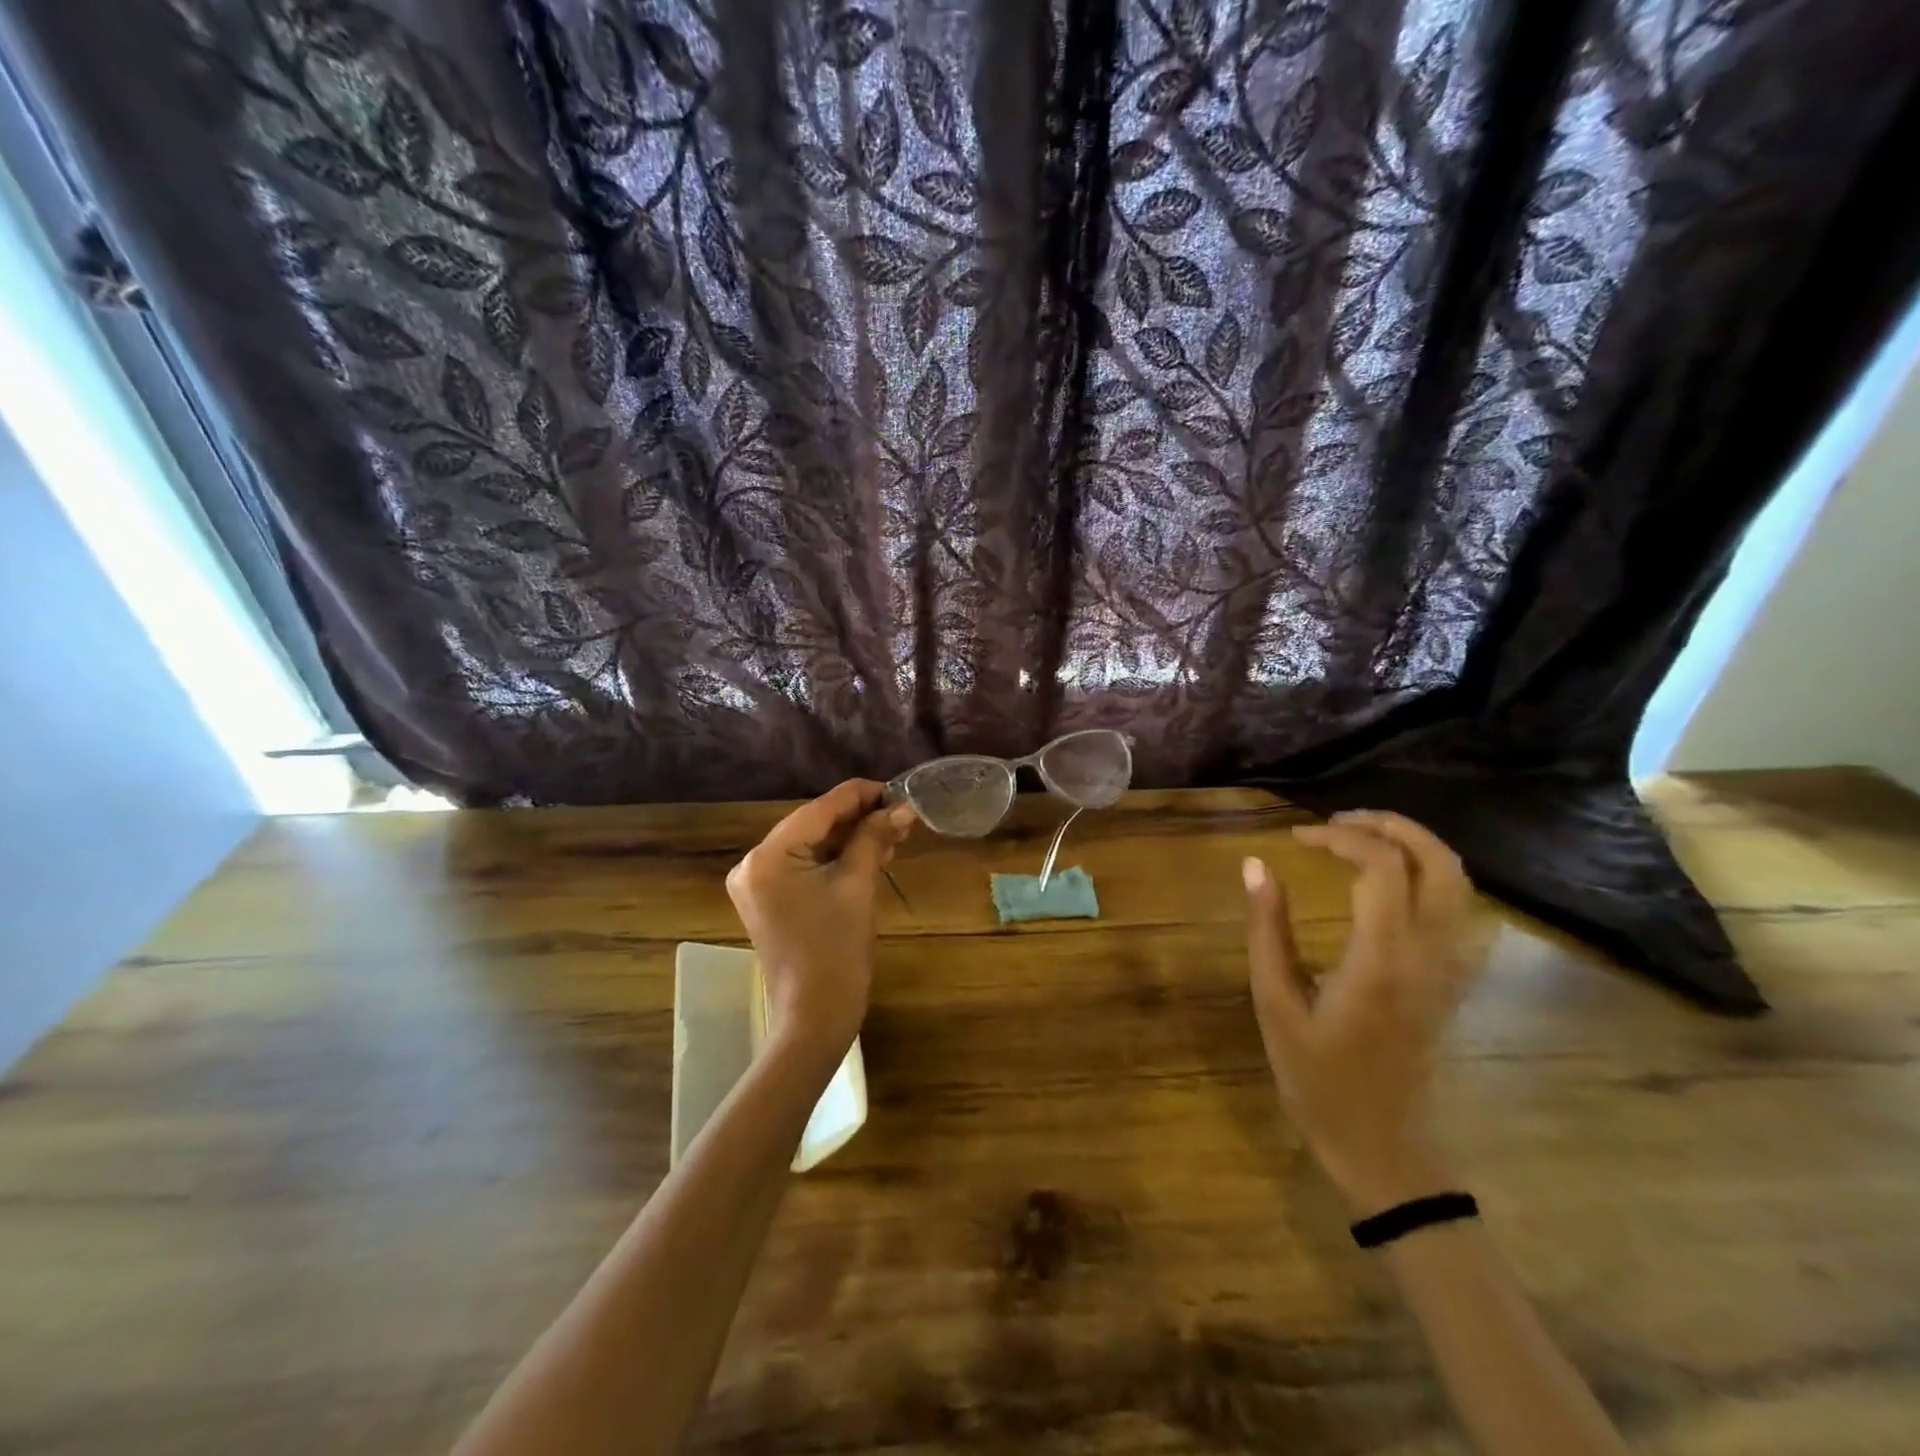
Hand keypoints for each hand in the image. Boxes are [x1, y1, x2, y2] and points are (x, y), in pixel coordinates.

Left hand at [726, 780, 914, 1062]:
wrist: (815, 1017)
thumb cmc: (837, 950)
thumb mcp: (858, 885)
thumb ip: (874, 838)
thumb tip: (901, 808)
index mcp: (768, 856)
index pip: (819, 809)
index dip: (860, 795)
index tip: (896, 789)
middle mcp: (753, 863)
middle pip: (813, 825)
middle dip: (858, 819)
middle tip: (900, 814)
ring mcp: (758, 884)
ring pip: (811, 846)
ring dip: (850, 839)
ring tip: (893, 834)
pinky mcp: (769, 900)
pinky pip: (805, 866)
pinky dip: (835, 860)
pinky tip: (870, 853)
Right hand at [1242, 811, 1481, 1215]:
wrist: (1381, 1145)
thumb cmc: (1317, 1078)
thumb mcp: (1275, 1004)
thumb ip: (1267, 929)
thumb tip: (1255, 865)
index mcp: (1382, 959)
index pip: (1380, 867)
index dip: (1340, 837)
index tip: (1296, 837)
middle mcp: (1428, 955)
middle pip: (1438, 862)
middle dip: (1390, 826)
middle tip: (1338, 822)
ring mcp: (1449, 968)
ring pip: (1458, 882)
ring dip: (1414, 845)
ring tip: (1360, 838)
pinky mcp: (1451, 979)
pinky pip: (1457, 907)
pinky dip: (1427, 873)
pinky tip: (1386, 879)